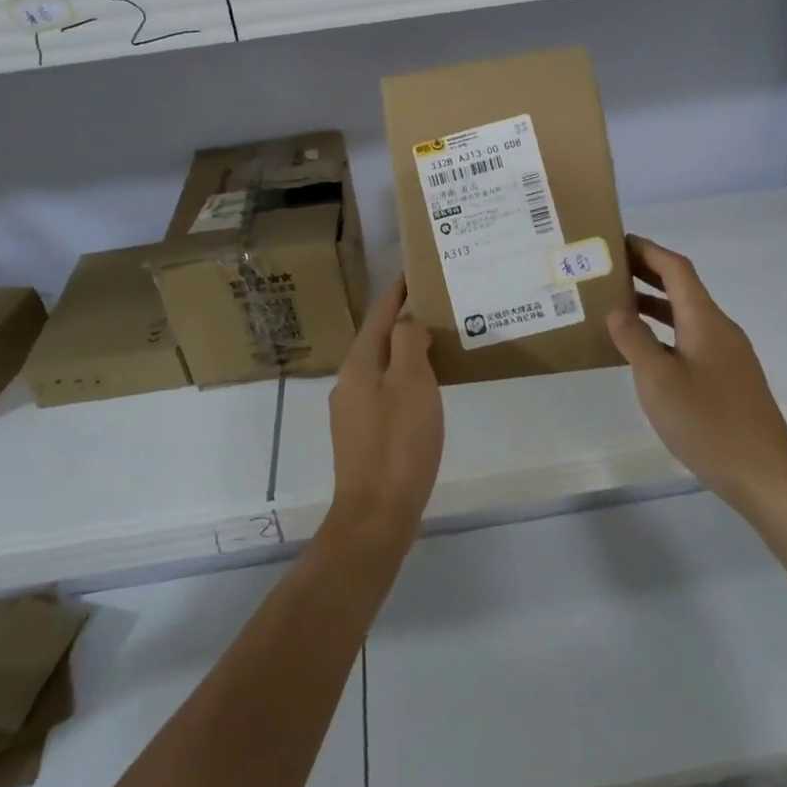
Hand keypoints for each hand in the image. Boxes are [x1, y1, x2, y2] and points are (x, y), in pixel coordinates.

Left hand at [325, 276, 443, 551]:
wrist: (376, 514)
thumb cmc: (399, 443)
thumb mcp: (411, 383)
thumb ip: (407, 343)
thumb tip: (407, 322)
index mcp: (359, 363)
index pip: (379, 314)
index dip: (397, 292)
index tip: (415, 272)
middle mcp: (349, 381)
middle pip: (378, 338)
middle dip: (403, 320)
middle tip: (436, 306)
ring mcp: (353, 410)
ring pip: (382, 366)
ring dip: (405, 350)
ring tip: (436, 342)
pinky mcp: (362, 435)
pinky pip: (385, 391)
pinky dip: (405, 378)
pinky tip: (425, 388)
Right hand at [607, 235, 786, 507]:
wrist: (765, 474)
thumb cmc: (708, 422)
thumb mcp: (659, 380)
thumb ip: (634, 340)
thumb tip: (616, 308)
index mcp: (704, 320)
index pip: (676, 268)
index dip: (647, 250)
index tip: (616, 241)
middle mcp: (719, 328)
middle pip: (682, 288)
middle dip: (647, 273)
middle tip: (608, 269)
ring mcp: (727, 354)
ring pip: (685, 315)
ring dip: (653, 304)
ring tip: (616, 304)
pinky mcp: (727, 378)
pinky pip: (690, 338)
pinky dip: (664, 331)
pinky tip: (643, 350)